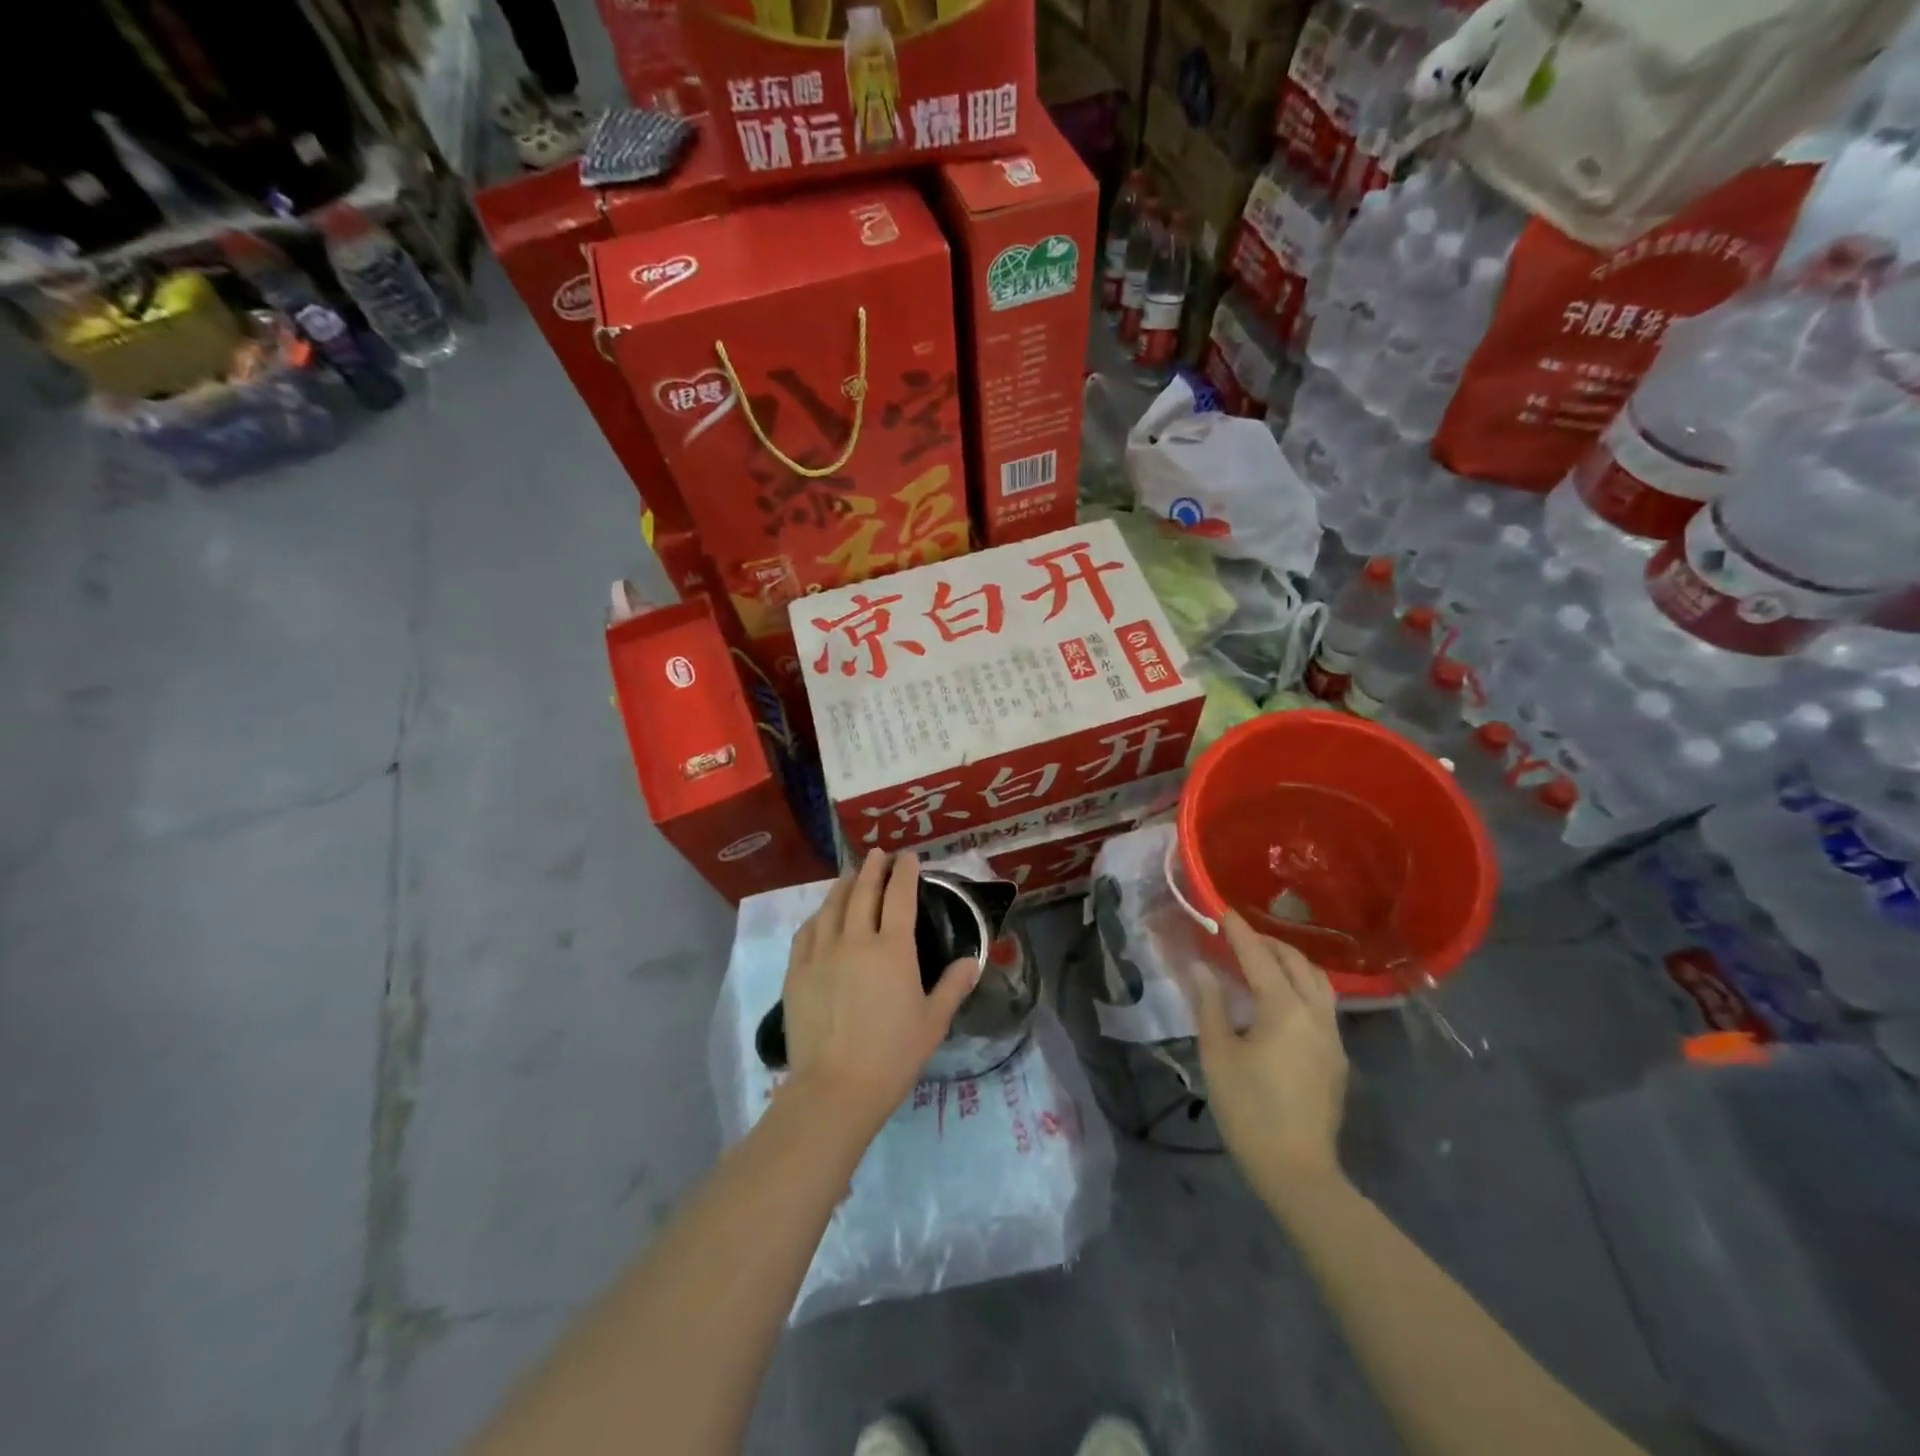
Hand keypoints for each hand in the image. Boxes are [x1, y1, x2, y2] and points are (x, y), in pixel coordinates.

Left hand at [781, 849, 979, 1134]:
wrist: (836, 1087)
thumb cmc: (893, 1055)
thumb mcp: (934, 1022)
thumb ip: (954, 985)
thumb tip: (972, 960)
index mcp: (893, 950)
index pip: (899, 896)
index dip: (905, 872)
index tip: (908, 857)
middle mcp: (856, 940)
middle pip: (863, 892)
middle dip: (872, 868)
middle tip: (878, 853)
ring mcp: (822, 954)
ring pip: (832, 906)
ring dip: (843, 884)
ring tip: (850, 874)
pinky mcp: (798, 971)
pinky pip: (807, 932)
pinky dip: (817, 916)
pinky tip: (821, 915)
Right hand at [1183, 912, 1348, 1205]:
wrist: (1298, 1171)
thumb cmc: (1249, 1109)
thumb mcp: (1218, 1053)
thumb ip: (1209, 1004)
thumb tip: (1201, 967)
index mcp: (1284, 1009)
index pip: (1259, 956)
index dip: (1239, 931)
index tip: (1222, 910)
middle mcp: (1315, 1014)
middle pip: (1297, 963)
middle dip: (1268, 943)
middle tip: (1237, 937)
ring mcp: (1332, 1037)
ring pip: (1316, 982)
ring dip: (1289, 963)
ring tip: (1260, 962)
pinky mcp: (1336, 1058)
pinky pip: (1321, 1005)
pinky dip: (1299, 987)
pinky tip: (1278, 1000)